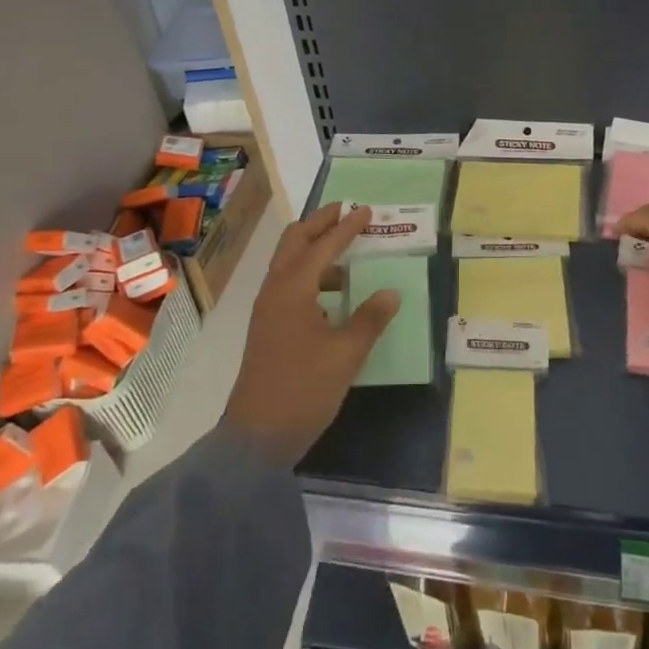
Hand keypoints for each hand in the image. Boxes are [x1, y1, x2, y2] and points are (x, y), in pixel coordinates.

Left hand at [223, 203, 400, 465]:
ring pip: (289, 261)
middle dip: (320, 223)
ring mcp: (267, 308)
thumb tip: (391, 292)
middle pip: (295, 241)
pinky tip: (333, 294)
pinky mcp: (267, 326)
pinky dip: (310, 274)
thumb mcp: (346, 355)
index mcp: (293, 289)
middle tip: (346, 212)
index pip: (324, 245)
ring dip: (314, 248)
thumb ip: (370, 319)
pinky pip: (288, 283)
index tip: (366, 211)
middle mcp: (276, 289)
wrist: (256, 437)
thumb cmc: (303, 390)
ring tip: (346, 254)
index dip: (347, 226)